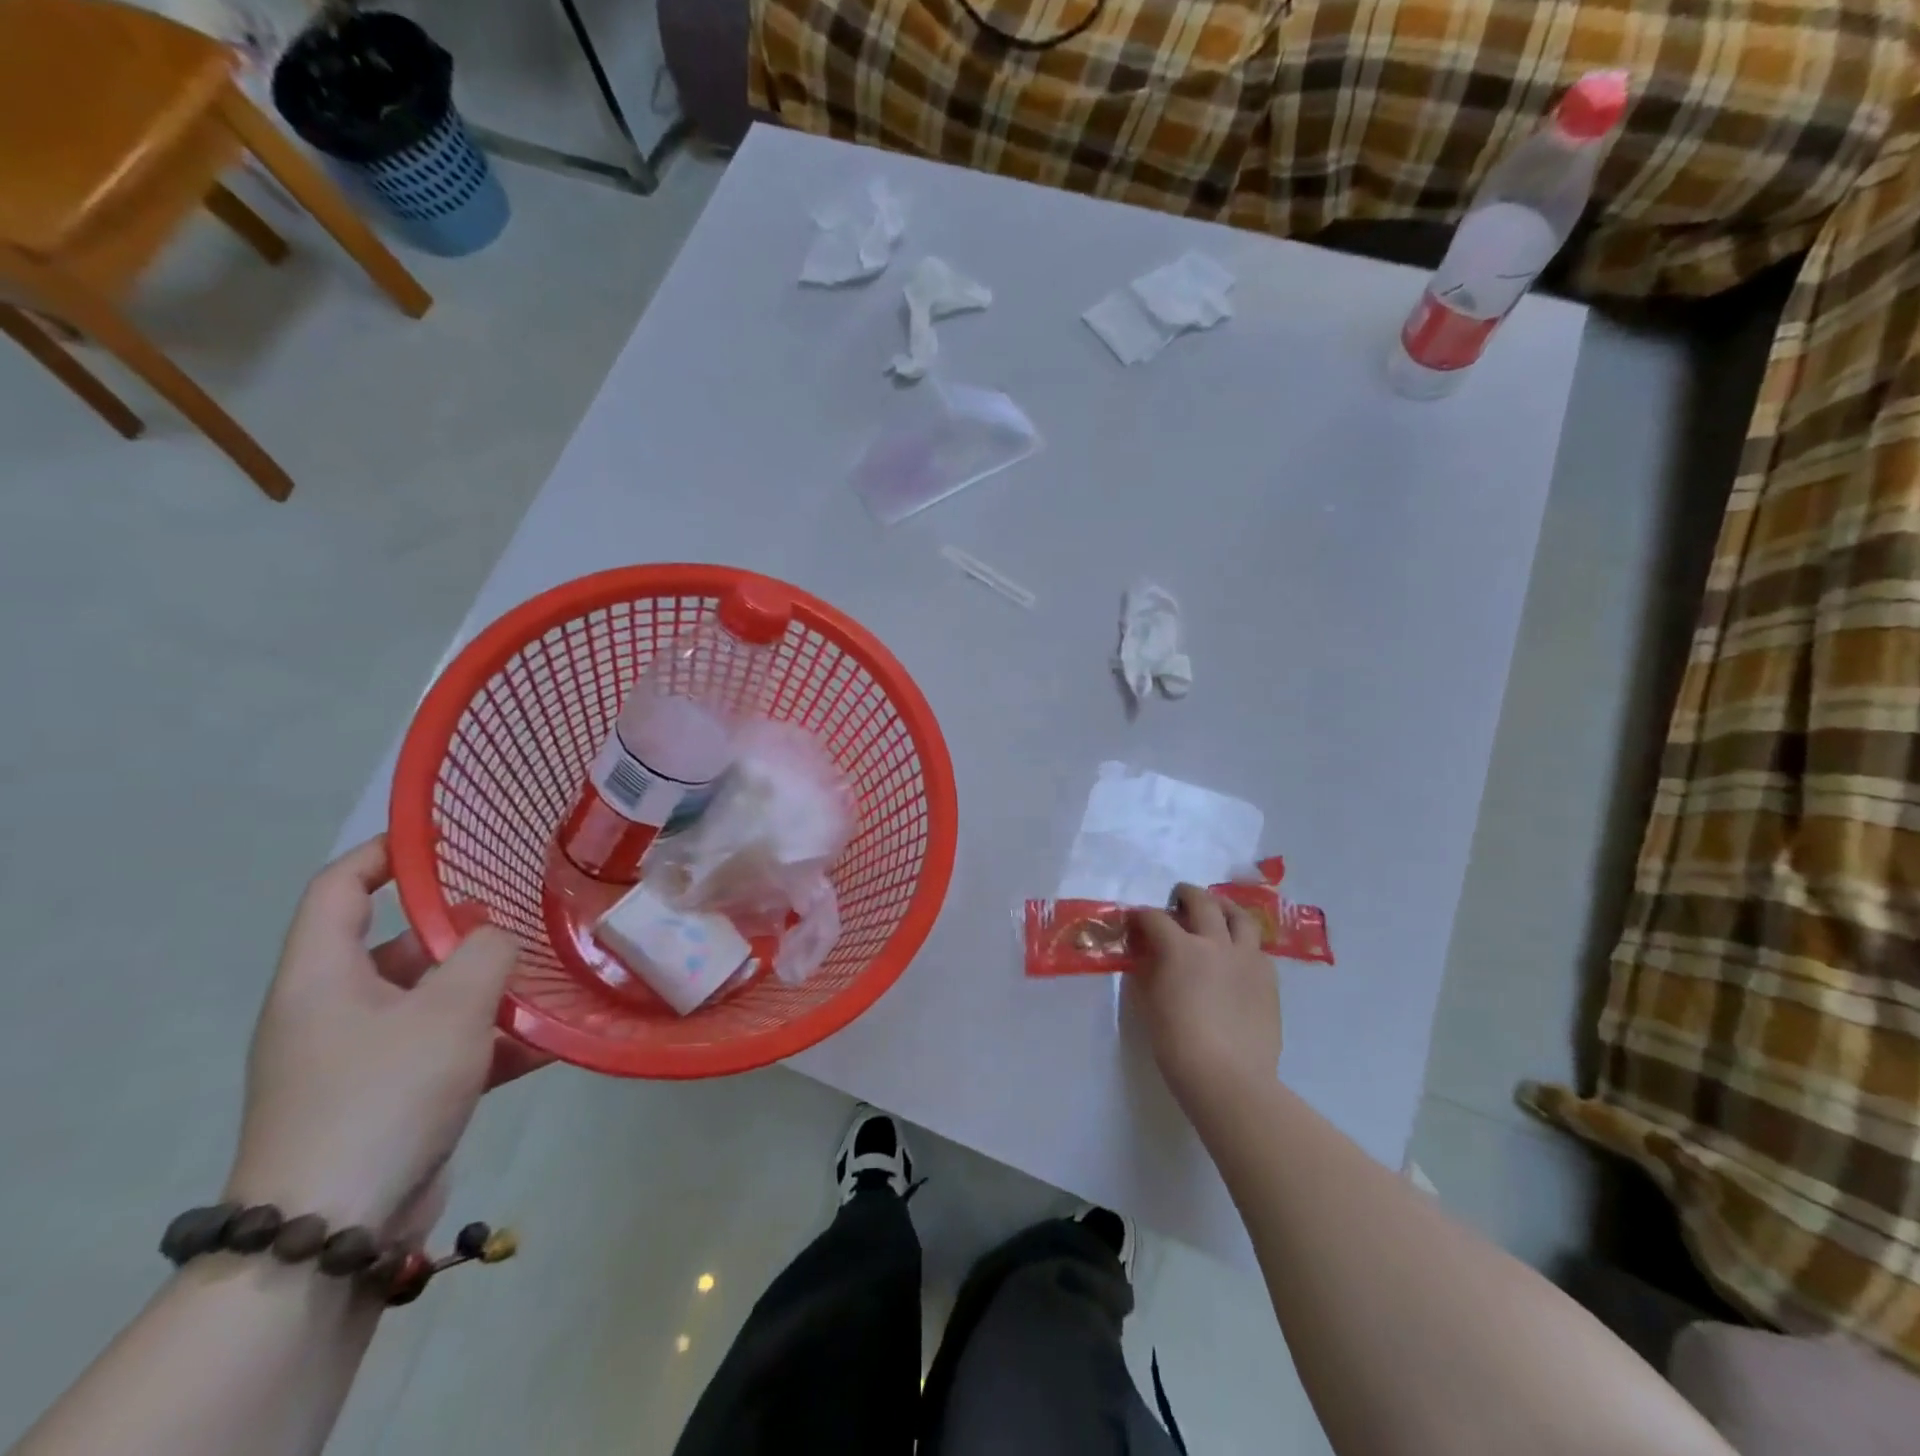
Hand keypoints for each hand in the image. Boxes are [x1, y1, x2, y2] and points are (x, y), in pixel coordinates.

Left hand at [225, 837, 547, 1240]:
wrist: (334, 1231)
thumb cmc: (384, 1093)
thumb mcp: (449, 1008)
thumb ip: (486, 953)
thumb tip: (499, 935)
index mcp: (322, 977)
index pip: (338, 888)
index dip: (387, 853)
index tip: (448, 838)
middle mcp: (334, 1010)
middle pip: (400, 945)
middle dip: (465, 929)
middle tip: (525, 915)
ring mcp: (363, 1058)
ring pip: (434, 1000)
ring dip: (490, 989)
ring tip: (551, 974)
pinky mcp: (393, 1098)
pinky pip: (449, 1050)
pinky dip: (493, 1041)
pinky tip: (552, 1040)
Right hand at [1131, 883, 1282, 1113]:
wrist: (1228, 1078)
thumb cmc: (1176, 1043)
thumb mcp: (1147, 1002)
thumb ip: (1146, 970)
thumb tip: (1146, 955)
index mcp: (1180, 948)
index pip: (1155, 918)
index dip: (1141, 916)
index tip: (1135, 921)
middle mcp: (1216, 943)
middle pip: (1202, 902)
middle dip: (1185, 895)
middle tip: (1177, 899)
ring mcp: (1247, 958)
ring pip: (1240, 917)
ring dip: (1223, 908)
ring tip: (1216, 912)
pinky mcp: (1269, 978)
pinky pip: (1257, 948)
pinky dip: (1243, 943)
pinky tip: (1236, 955)